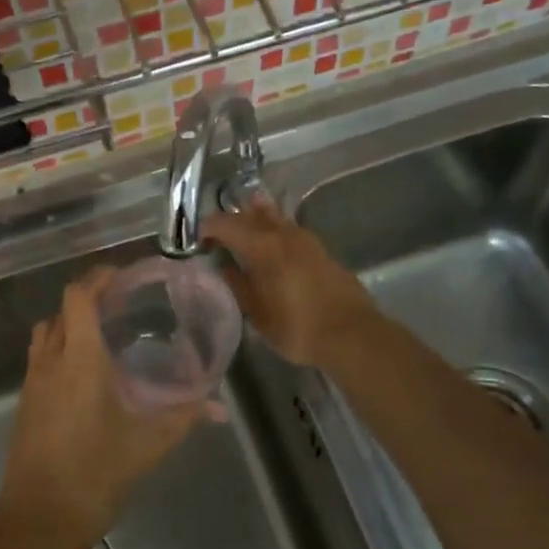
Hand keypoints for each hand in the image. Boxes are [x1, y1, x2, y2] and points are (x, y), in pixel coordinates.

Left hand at [0, 268, 211, 548]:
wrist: (36, 522)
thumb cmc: (94, 476)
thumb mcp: (147, 446)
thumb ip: (183, 418)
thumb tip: (219, 407)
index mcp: (78, 360)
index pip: (78, 297)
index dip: (98, 278)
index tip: (124, 276)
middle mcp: (50, 361)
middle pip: (62, 310)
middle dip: (89, 298)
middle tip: (123, 303)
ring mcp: (31, 382)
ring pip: (46, 332)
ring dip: (70, 321)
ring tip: (103, 332)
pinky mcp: (24, 403)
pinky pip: (40, 357)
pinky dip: (60, 347)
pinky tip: (85, 371)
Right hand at [204, 195, 377, 367]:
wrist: (351, 333)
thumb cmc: (296, 326)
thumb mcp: (257, 312)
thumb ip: (238, 285)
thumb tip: (225, 268)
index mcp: (262, 246)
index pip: (226, 224)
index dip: (208, 228)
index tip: (197, 239)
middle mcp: (283, 234)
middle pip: (252, 215)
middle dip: (232, 220)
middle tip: (218, 234)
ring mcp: (306, 240)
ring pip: (275, 218)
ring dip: (257, 219)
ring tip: (244, 227)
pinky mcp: (321, 251)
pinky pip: (290, 231)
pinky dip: (276, 231)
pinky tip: (274, 244)